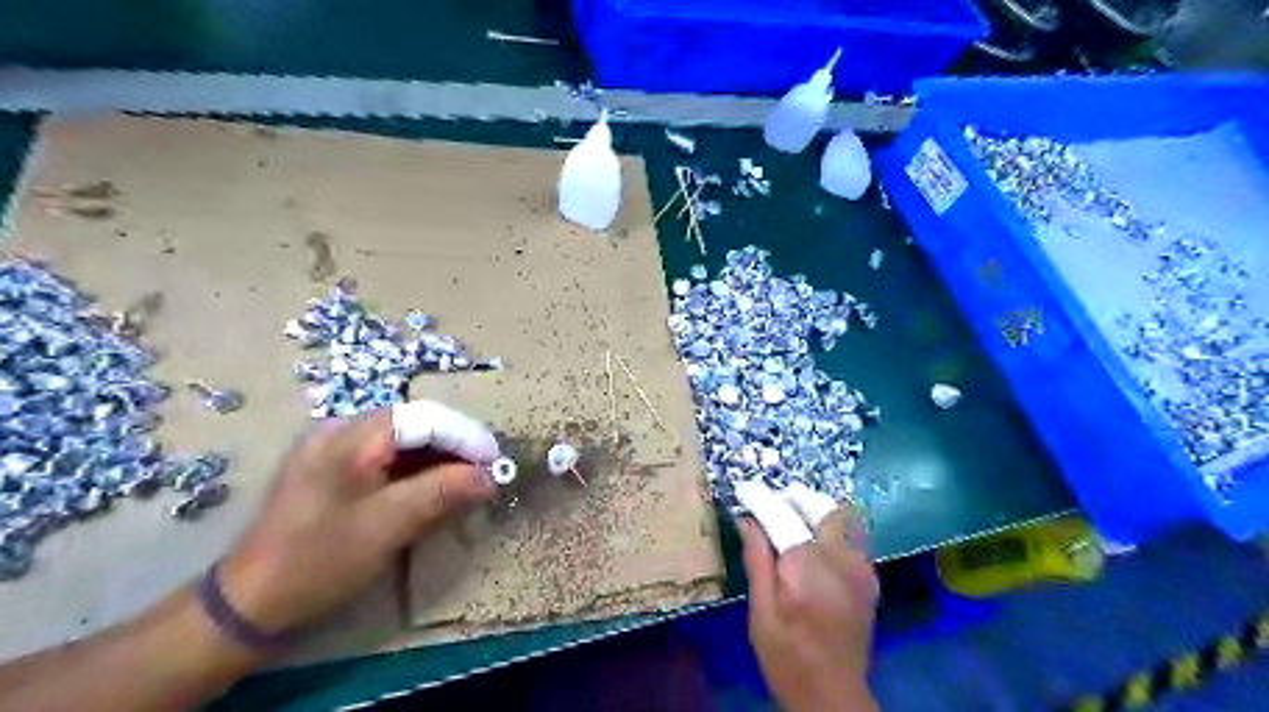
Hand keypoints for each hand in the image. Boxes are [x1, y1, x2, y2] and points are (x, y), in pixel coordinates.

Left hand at [217, 404, 494, 637]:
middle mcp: (340, 429)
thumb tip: (489, 476)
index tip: (496, 462)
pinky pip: (385, 456)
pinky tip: (432, 486)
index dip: (466, 436)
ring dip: (438, 457)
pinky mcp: (330, 468)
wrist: (248, 602)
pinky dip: (415, 468)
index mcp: (350, 436)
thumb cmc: (320, 559)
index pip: (425, 418)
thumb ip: (443, 491)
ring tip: (467, 480)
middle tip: (485, 472)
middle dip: (455, 445)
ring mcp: (332, 447)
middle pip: (414, 423)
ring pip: (402, 439)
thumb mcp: (389, 525)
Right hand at [740, 491, 879, 709]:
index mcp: (807, 567)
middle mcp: (840, 558)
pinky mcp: (869, 577)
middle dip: (793, 498)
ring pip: (842, 516)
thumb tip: (747, 520)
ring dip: (815, 510)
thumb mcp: (761, 614)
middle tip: (769, 508)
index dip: (760, 497)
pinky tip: (813, 548)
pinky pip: (852, 536)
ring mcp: (861, 566)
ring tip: (791, 522)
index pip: (782, 514)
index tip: (742, 487)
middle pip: (821, 506)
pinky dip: (830, 529)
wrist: (834, 697)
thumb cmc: (787, 658)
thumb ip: (757, 561)